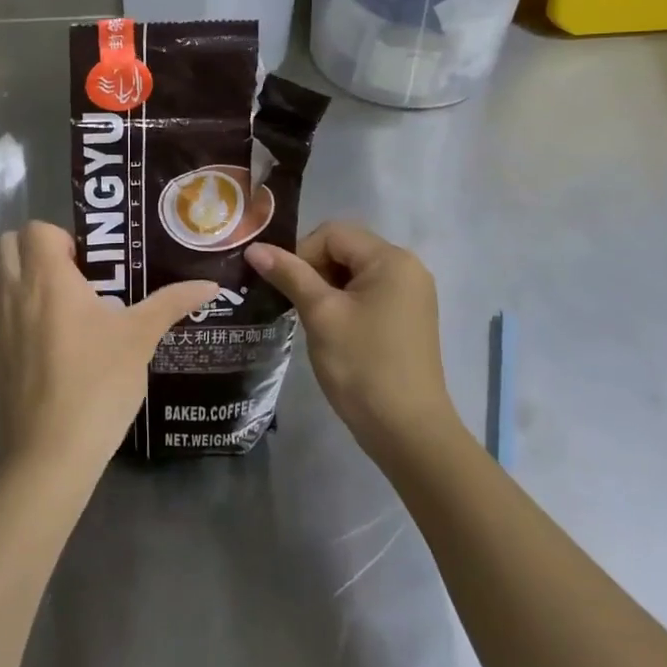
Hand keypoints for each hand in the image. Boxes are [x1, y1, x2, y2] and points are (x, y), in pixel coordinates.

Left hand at [0, 222, 216, 476]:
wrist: (50, 453)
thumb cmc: (98, 383)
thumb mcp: (139, 338)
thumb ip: (171, 302)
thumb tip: (210, 284)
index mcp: (46, 277)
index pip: (37, 228)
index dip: (62, 238)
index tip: (88, 265)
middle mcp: (12, 292)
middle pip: (9, 244)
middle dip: (36, 250)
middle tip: (73, 278)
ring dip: (22, 280)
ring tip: (61, 310)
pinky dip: (12, 314)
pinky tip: (44, 345)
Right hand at [245, 222, 458, 459]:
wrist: (408, 432)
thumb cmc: (363, 366)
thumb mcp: (321, 314)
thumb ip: (289, 274)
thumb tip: (254, 248)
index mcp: (391, 259)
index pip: (332, 234)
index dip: (302, 254)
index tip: (286, 289)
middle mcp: (407, 268)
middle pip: (345, 249)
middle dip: (314, 271)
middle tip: (297, 306)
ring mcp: (411, 294)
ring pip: (354, 273)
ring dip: (327, 289)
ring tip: (313, 321)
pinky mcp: (408, 318)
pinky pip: (368, 293)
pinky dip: (345, 303)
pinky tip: (333, 331)